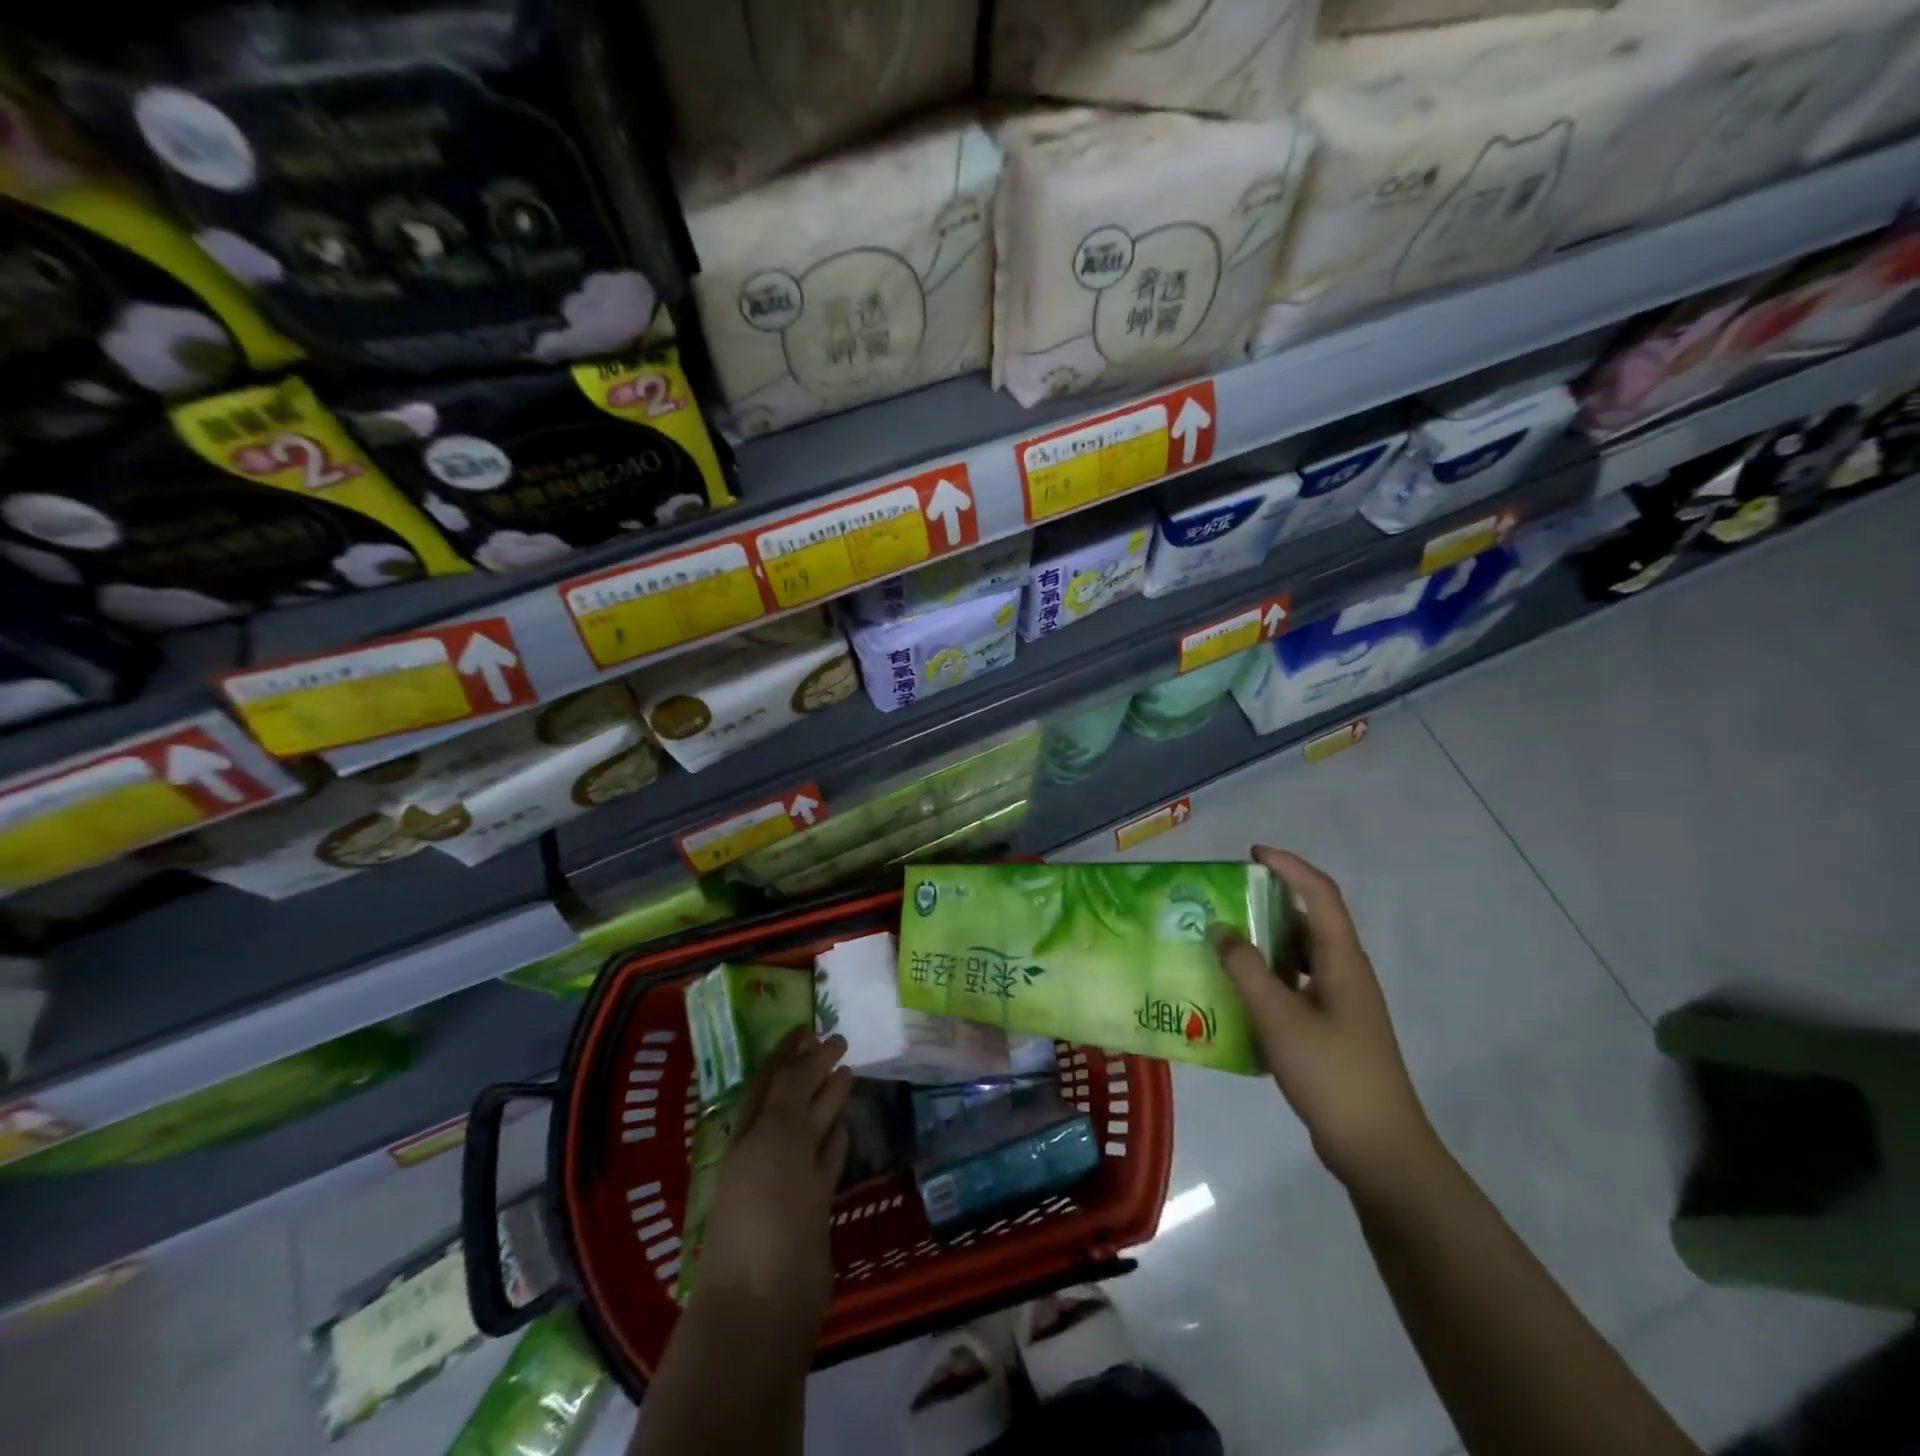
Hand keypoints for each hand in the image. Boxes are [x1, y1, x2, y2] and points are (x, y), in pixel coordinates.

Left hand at [691, 1031, 851, 1354]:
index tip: (812, 1026)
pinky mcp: (810, 1213)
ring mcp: (788, 1184)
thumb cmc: (766, 1208)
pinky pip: (823, 1167)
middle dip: (811, 1071)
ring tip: (850, 1073)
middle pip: (791, 1101)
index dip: (789, 1051)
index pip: (771, 1079)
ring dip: (826, 1103)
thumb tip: (809, 1052)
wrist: (764, 1304)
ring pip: (809, 1132)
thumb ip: (792, 1090)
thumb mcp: (776, 1135)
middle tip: (840, 1042)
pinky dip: (834, 1146)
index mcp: (750, 1131)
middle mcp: (766, 1151)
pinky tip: (847, 1129)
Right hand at [1211, 847, 1437, 1193]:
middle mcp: (1345, 973)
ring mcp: (1341, 1003)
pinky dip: (1268, 976)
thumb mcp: (1280, 1018)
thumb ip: (1247, 970)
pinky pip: (1296, 985)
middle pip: (1310, 920)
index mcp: (1342, 961)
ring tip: (1223, 939)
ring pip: (1301, 955)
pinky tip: (1238, 990)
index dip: (1289, 867)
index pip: (1320, 894)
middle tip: (1226, 898)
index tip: (1252, 854)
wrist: (1379, 1150)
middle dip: (1270, 901)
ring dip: (1266, 940)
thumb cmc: (1333, 1075)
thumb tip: (1221, 929)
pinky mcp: (1332, 1029)